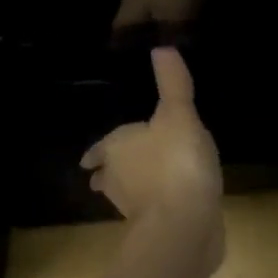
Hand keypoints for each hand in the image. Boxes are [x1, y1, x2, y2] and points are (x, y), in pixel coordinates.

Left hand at [82, 48, 223, 263]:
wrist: (184, 227)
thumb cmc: (175, 162)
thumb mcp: (178, 114)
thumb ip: (172, 82)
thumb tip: (161, 46)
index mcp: (117, 148)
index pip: (101, 148)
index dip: (100, 150)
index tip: (92, 157)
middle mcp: (118, 180)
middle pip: (109, 174)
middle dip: (112, 171)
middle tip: (115, 169)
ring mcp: (135, 210)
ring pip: (129, 195)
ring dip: (134, 189)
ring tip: (146, 182)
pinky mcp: (156, 231)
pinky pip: (154, 212)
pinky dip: (159, 206)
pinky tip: (175, 202)